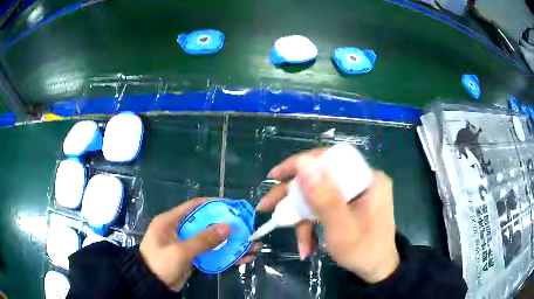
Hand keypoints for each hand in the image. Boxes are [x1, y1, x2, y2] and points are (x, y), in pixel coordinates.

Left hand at [140, 198, 260, 291]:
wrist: (152, 285)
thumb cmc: (160, 263)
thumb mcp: (180, 251)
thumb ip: (203, 239)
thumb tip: (228, 226)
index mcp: (171, 221)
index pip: (195, 206)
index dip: (214, 204)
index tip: (233, 206)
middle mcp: (179, 229)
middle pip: (208, 224)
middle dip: (228, 227)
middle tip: (248, 228)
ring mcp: (187, 244)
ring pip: (212, 240)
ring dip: (231, 243)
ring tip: (252, 246)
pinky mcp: (192, 257)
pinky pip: (211, 253)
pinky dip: (226, 255)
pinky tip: (243, 258)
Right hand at [257, 148, 399, 282]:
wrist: (376, 271)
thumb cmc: (363, 251)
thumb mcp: (341, 227)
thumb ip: (323, 196)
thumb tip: (303, 162)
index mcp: (367, 179)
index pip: (329, 159)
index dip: (300, 164)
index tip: (275, 176)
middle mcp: (362, 181)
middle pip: (321, 179)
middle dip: (293, 198)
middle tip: (266, 207)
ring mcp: (356, 195)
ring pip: (319, 197)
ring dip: (304, 220)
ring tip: (300, 245)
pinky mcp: (349, 206)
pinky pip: (325, 208)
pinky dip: (314, 226)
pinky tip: (308, 246)